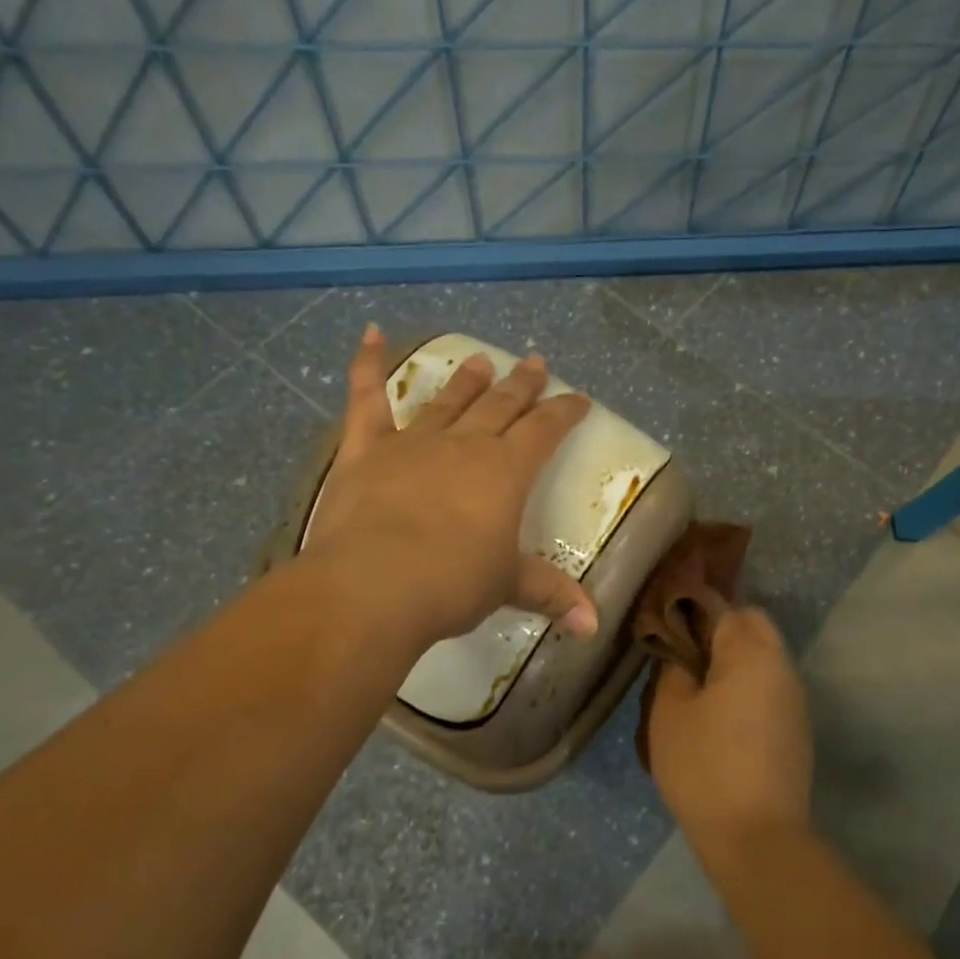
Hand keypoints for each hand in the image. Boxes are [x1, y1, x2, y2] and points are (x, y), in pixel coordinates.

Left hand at [300, 324, 597, 650]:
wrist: (374, 585)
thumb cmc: (451, 584)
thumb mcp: (506, 586)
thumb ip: (551, 595)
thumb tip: (594, 625)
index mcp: (506, 471)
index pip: (545, 430)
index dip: (564, 412)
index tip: (579, 398)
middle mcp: (464, 445)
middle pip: (501, 405)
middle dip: (522, 384)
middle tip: (535, 362)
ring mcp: (413, 442)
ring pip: (447, 400)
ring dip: (466, 379)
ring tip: (480, 359)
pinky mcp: (366, 450)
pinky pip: (367, 399)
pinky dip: (368, 364)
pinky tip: (372, 333)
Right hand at [646, 606, 812, 854]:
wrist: (758, 837)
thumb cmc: (704, 766)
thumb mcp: (669, 713)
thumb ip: (672, 669)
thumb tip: (681, 653)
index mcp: (751, 653)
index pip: (722, 606)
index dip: (691, 609)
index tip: (666, 627)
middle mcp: (782, 665)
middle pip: (752, 625)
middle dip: (719, 630)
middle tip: (684, 656)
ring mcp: (795, 698)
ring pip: (764, 656)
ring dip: (735, 660)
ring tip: (699, 687)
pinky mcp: (797, 727)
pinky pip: (770, 687)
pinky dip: (747, 686)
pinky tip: (722, 717)